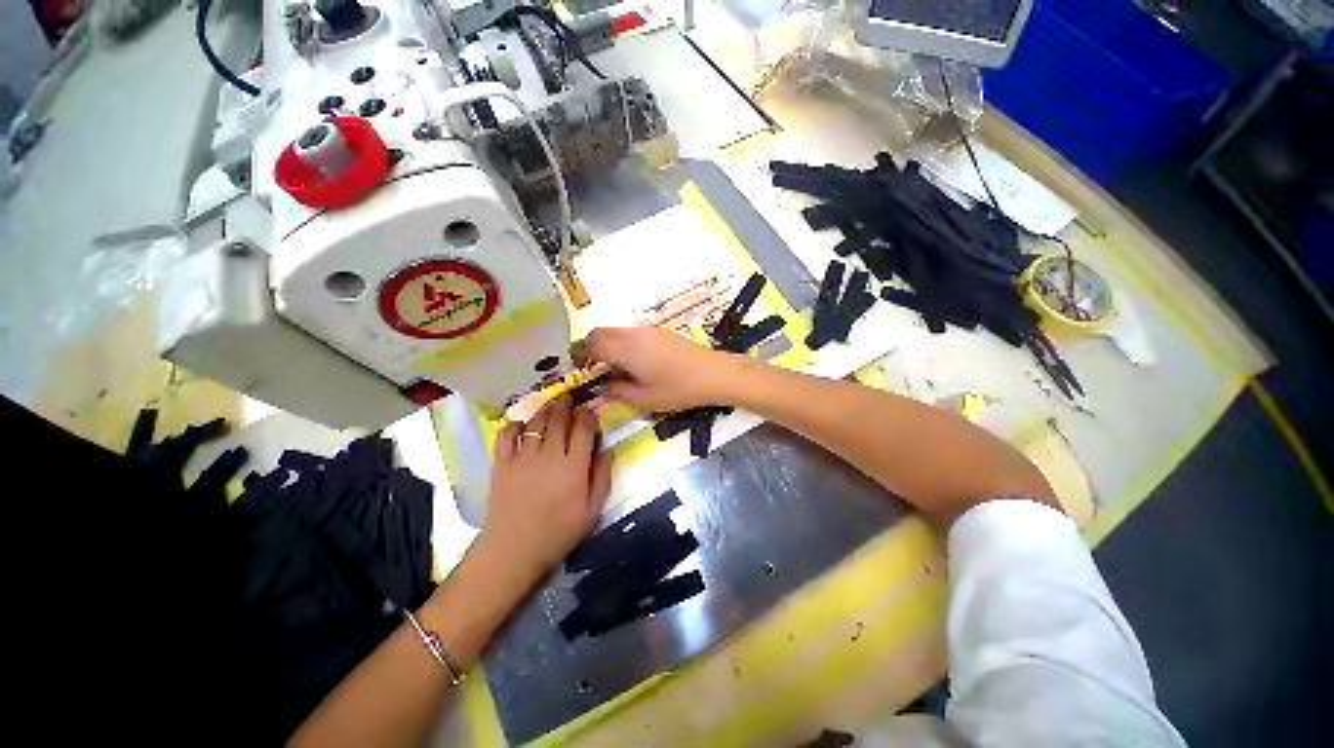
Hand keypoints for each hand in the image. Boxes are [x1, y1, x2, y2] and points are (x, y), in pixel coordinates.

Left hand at [480, 396, 612, 579]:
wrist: (514, 551)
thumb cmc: (558, 532)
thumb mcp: (592, 511)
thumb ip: (602, 478)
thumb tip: (606, 451)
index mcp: (574, 467)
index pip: (583, 428)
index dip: (587, 415)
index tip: (589, 411)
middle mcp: (549, 455)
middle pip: (559, 419)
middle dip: (566, 405)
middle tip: (569, 400)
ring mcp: (523, 457)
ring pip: (536, 423)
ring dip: (545, 410)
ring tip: (551, 406)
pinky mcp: (501, 464)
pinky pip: (506, 435)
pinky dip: (515, 425)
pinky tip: (522, 425)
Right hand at [581, 327, 742, 411]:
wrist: (714, 373)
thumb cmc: (678, 389)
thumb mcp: (645, 399)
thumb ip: (618, 391)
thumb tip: (602, 385)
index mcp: (627, 349)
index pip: (592, 344)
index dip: (580, 355)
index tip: (579, 369)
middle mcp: (634, 334)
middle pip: (600, 332)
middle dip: (590, 347)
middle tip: (591, 368)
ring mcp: (648, 330)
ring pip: (616, 330)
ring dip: (606, 344)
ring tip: (614, 367)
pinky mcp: (660, 331)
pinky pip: (630, 333)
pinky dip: (621, 343)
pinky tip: (634, 362)